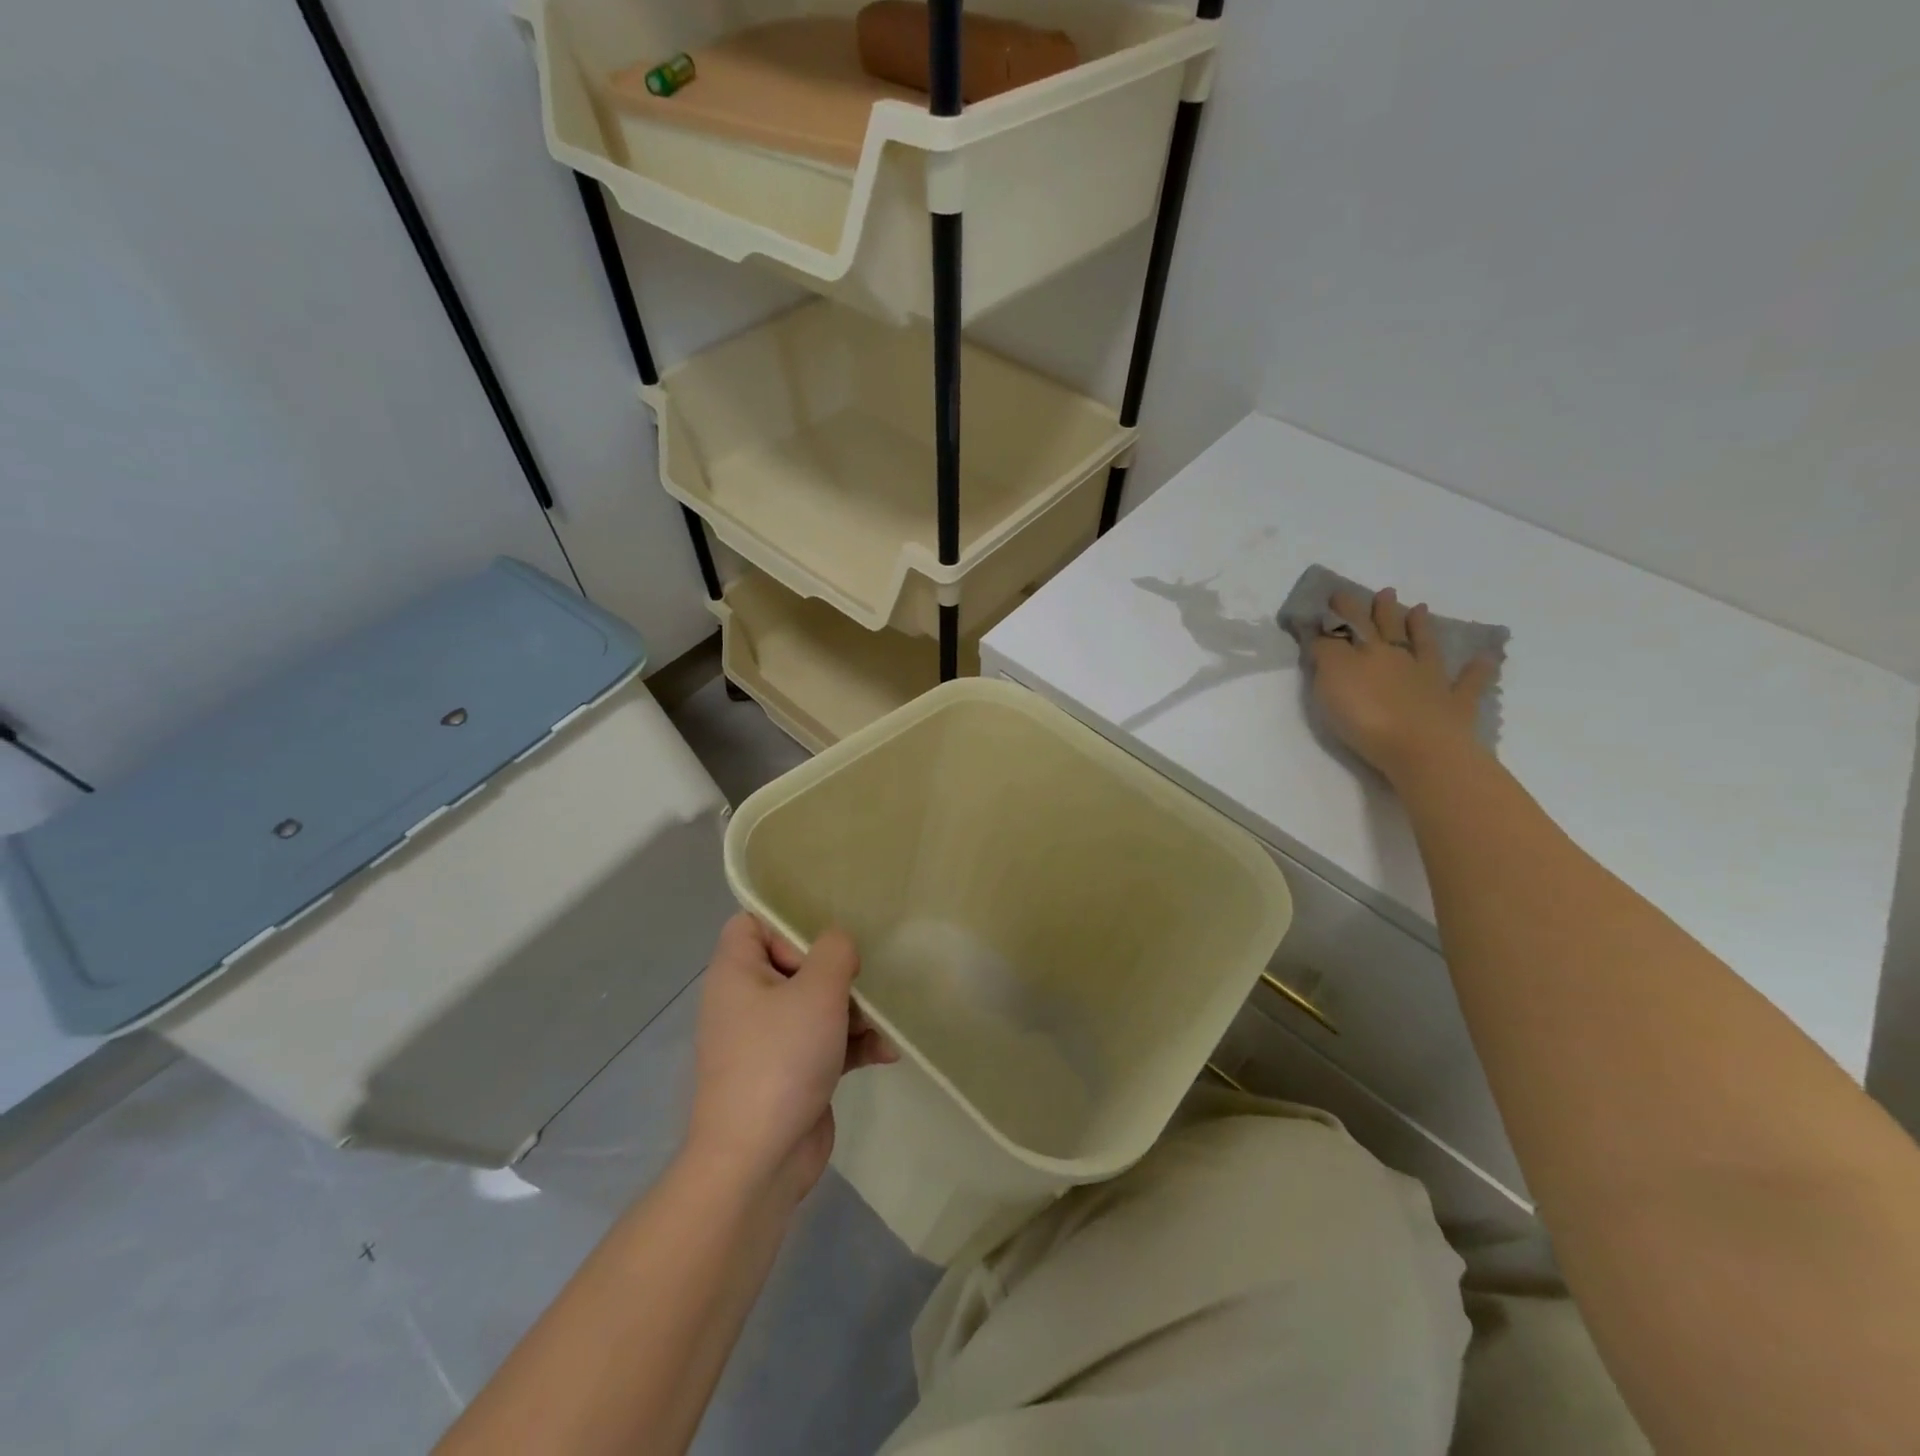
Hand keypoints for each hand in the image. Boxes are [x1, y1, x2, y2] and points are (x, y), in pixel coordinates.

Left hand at [684, 915, 895, 1203]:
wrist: (758, 1161)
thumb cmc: (781, 1059)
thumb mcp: (817, 991)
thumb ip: (835, 951)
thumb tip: (839, 945)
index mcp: (736, 973)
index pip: (752, 923)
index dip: (787, 924)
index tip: (823, 943)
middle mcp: (747, 1001)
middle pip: (795, 963)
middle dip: (837, 973)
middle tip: (859, 983)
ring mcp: (769, 1040)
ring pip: (816, 1004)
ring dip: (854, 1011)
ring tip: (880, 1025)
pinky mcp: (791, 1071)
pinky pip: (825, 1042)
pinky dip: (852, 1044)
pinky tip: (885, 1052)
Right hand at [1309, 587, 1497, 783]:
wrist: (1420, 750)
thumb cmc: (1366, 715)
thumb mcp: (1331, 679)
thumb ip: (1325, 652)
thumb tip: (1323, 632)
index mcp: (1368, 652)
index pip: (1351, 625)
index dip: (1342, 610)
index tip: (1336, 594)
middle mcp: (1400, 658)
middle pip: (1388, 629)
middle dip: (1382, 610)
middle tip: (1384, 592)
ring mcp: (1432, 680)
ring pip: (1425, 646)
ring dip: (1422, 628)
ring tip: (1420, 609)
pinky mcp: (1455, 705)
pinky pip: (1469, 683)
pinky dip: (1477, 670)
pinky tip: (1485, 658)